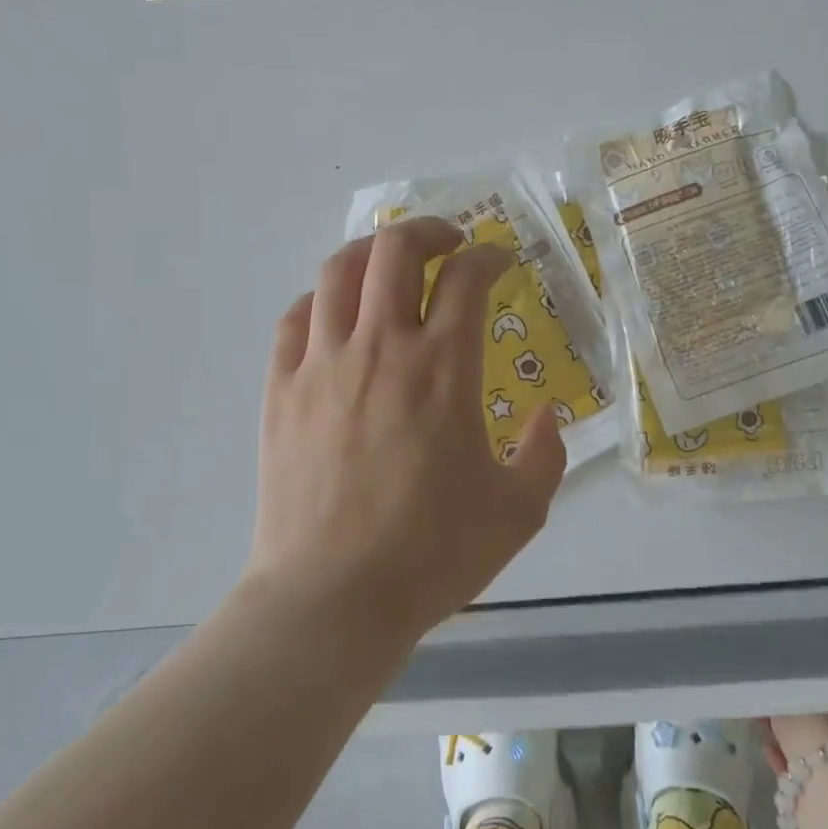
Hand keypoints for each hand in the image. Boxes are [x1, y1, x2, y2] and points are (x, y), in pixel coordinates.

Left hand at [246, 217, 567, 644]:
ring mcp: (323, 364)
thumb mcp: (518, 511)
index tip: (500, 262)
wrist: (332, 597)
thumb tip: (546, 413)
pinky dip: (322, 299)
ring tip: (390, 264)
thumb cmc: (432, 555)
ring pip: (339, 271)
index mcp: (444, 369)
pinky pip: (296, 318)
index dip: (489, 256)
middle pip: (395, 250)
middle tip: (448, 244)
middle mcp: (381, 348)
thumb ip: (545, 454)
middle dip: (428, 231)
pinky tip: (337, 315)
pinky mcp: (281, 389)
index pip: (466, 277)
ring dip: (371, 252)